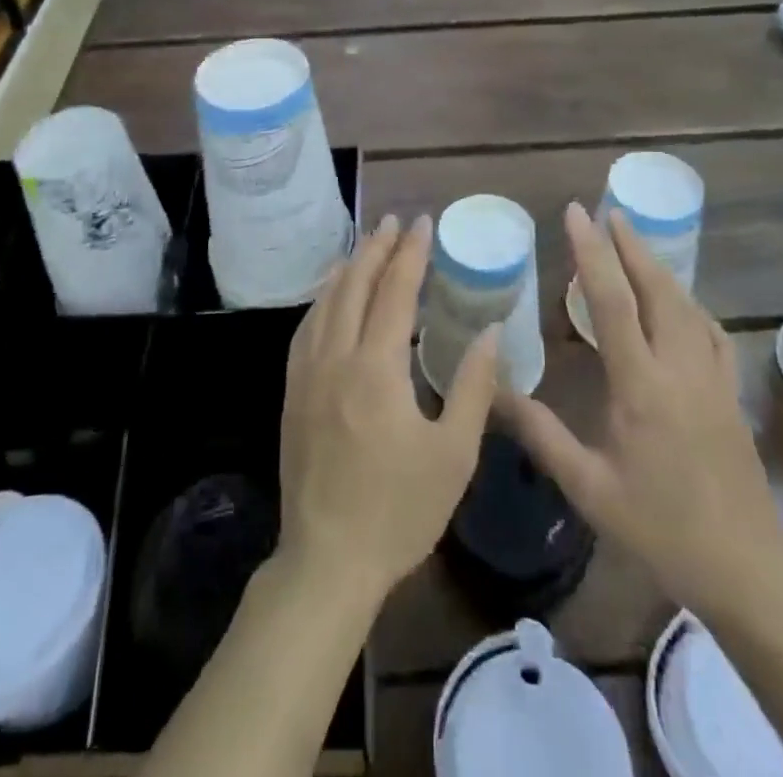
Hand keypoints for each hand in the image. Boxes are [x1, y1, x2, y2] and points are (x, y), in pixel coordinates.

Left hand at [278, 214, 498, 604]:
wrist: (327, 560)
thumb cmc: (399, 511)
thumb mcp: (453, 455)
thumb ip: (472, 387)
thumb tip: (490, 332)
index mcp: (376, 369)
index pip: (394, 293)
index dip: (410, 254)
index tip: (423, 223)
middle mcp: (336, 358)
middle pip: (354, 286)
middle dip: (376, 248)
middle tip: (394, 221)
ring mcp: (307, 374)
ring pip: (325, 302)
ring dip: (347, 268)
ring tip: (365, 245)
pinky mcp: (293, 393)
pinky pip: (306, 328)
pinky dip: (322, 299)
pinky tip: (330, 295)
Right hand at [498, 204, 782, 618]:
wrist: (746, 570)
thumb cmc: (660, 529)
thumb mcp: (589, 487)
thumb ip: (541, 433)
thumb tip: (495, 391)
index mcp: (641, 386)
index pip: (612, 302)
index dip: (592, 252)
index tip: (577, 214)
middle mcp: (680, 369)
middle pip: (658, 289)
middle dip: (632, 245)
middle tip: (609, 211)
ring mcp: (712, 379)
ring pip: (687, 304)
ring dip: (659, 267)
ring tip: (636, 243)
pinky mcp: (731, 394)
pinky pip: (710, 332)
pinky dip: (689, 304)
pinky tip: (679, 304)